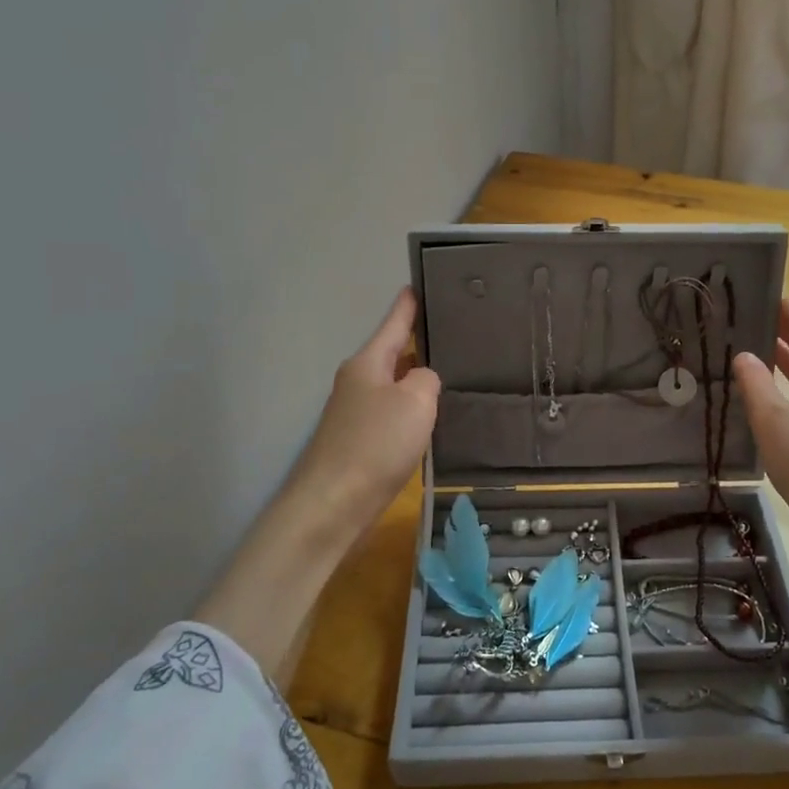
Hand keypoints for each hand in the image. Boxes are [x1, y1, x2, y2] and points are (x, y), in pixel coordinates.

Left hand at [289, 287, 439, 523]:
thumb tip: (422, 383)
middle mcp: (358, 382)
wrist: (333, 504)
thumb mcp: (415, 401)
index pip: (393, 323)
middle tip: (455, 334)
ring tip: (453, 373)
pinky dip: (412, 411)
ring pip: (395, 386)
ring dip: (418, 380)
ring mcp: (356, 414)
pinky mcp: (360, 443)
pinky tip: (432, 418)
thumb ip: (427, 380)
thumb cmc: (376, 444)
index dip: (408, 305)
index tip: (419, 284)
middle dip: (420, 344)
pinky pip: (393, 415)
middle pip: (394, 354)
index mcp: (368, 363)